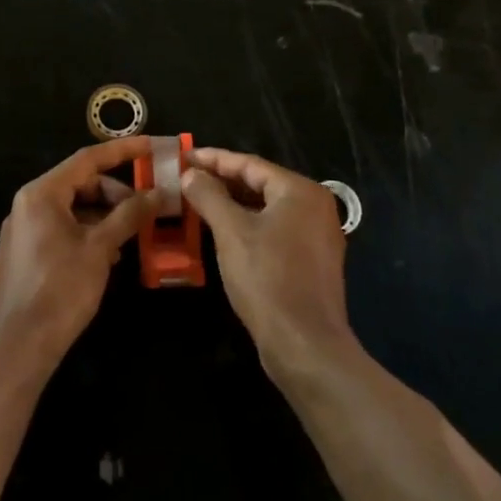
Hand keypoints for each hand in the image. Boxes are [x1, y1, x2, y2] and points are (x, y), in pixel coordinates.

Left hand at [0, 137, 159, 366]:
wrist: (16, 346)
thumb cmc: (59, 289)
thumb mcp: (100, 249)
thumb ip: (129, 216)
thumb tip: (158, 193)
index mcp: (42, 194)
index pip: (87, 159)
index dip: (122, 151)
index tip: (151, 146)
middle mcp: (28, 204)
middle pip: (80, 183)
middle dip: (116, 192)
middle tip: (147, 207)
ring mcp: (24, 229)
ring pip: (73, 208)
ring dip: (105, 215)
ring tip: (133, 235)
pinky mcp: (25, 253)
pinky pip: (62, 229)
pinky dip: (89, 232)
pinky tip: (110, 253)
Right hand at [179, 147, 352, 374]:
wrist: (305, 344)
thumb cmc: (267, 278)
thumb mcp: (231, 232)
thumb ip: (209, 196)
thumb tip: (191, 173)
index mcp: (300, 191)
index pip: (250, 164)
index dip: (213, 159)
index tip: (183, 156)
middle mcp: (314, 206)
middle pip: (261, 183)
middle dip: (222, 180)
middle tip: (187, 177)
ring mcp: (316, 235)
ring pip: (267, 208)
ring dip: (232, 203)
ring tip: (197, 201)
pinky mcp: (311, 261)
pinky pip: (274, 229)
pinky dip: (248, 225)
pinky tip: (222, 232)